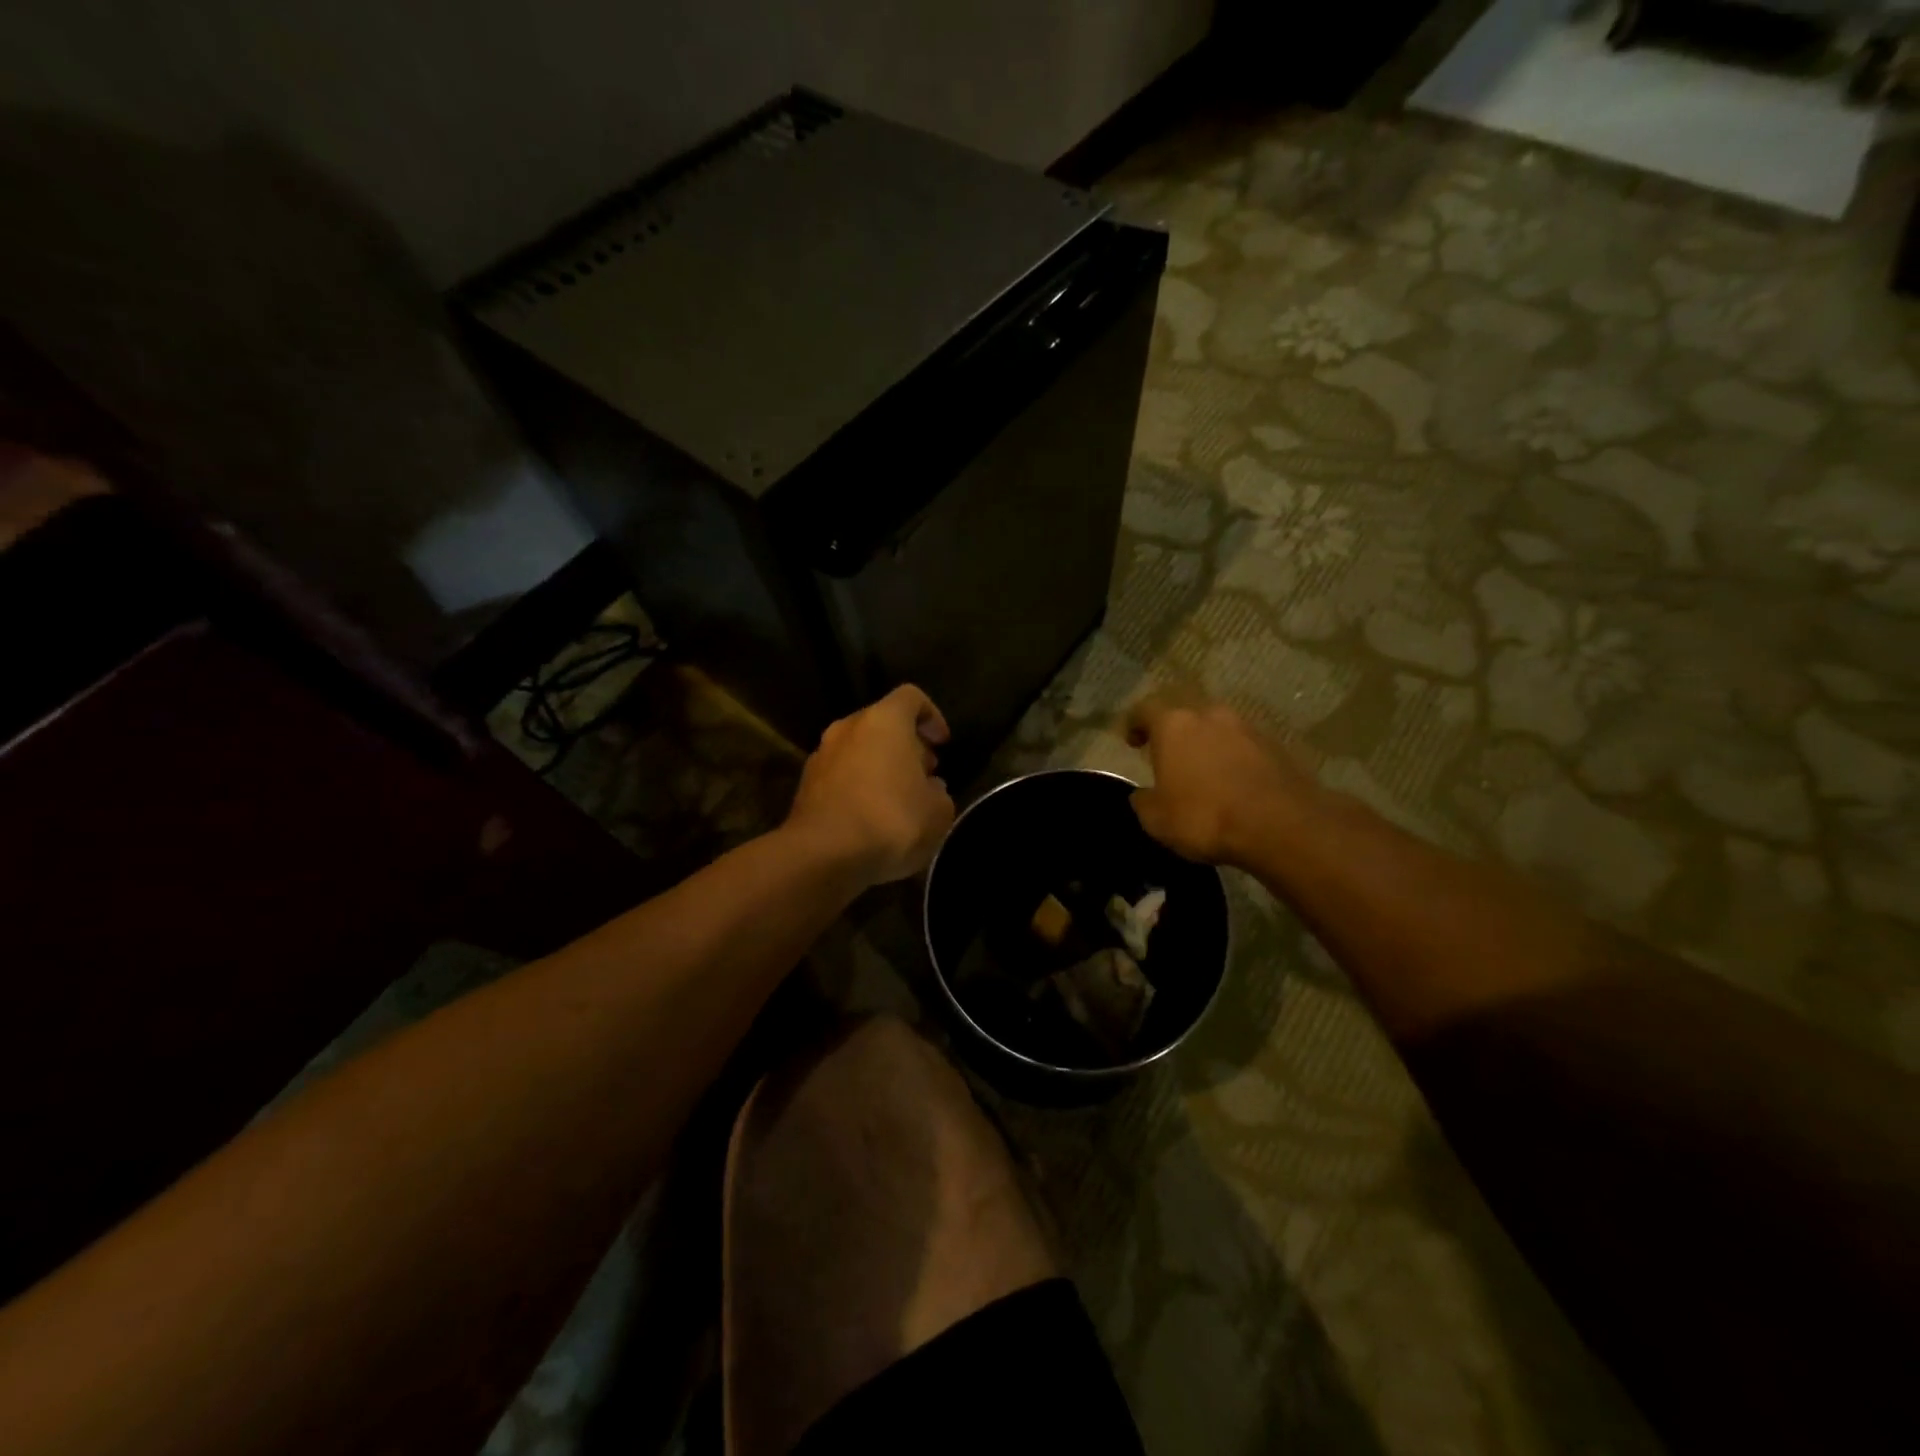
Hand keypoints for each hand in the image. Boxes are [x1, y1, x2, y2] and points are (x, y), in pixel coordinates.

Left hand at [786, 685, 956, 886]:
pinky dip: (858, 786)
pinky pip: (841, 775)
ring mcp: (822, 755)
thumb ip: (939, 793)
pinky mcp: (805, 785)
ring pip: (859, 749)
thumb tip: (929, 788)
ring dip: (880, 766)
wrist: (822, 855)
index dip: (932, 716)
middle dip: (906, 745)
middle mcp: (848, 728)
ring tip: (898, 799)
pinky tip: (871, 817)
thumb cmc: (890, 821)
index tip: (942, 744)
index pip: (911, 697)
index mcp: (884, 721)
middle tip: (924, 774)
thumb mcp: (938, 812)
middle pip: (882, 723)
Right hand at [1125, 695, 1321, 867]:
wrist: (1282, 825)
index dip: (1134, 723)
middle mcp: (1210, 715)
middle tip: (1166, 752)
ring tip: (1201, 769)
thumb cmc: (1205, 817)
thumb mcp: (1156, 819)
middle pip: (1184, 711)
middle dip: (1172, 729)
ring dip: (1206, 741)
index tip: (1131, 741)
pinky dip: (1232, 757)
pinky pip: (1243, 745)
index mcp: (1174, 724)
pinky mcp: (1276, 746)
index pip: (1145, 709)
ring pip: (1217, 726)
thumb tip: (1143, 794)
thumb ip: (1143, 801)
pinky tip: (1232, 781)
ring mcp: (1247, 727)